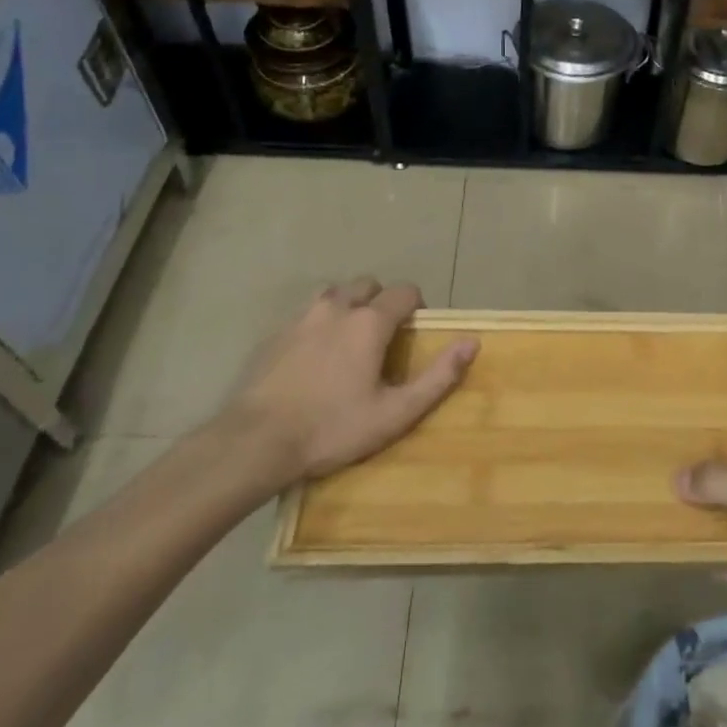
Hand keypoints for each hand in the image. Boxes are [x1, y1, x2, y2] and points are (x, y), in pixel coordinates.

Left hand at [213, 278, 476, 493]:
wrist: (255, 442)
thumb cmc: (332, 428)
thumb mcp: (395, 412)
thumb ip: (438, 376)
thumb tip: (472, 342)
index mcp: (369, 322)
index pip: (404, 291)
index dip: (416, 307)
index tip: (415, 333)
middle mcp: (336, 307)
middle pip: (367, 285)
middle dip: (381, 301)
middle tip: (382, 338)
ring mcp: (300, 318)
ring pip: (333, 294)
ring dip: (347, 306)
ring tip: (348, 341)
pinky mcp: (274, 334)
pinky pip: (305, 315)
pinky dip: (318, 324)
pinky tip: (314, 358)